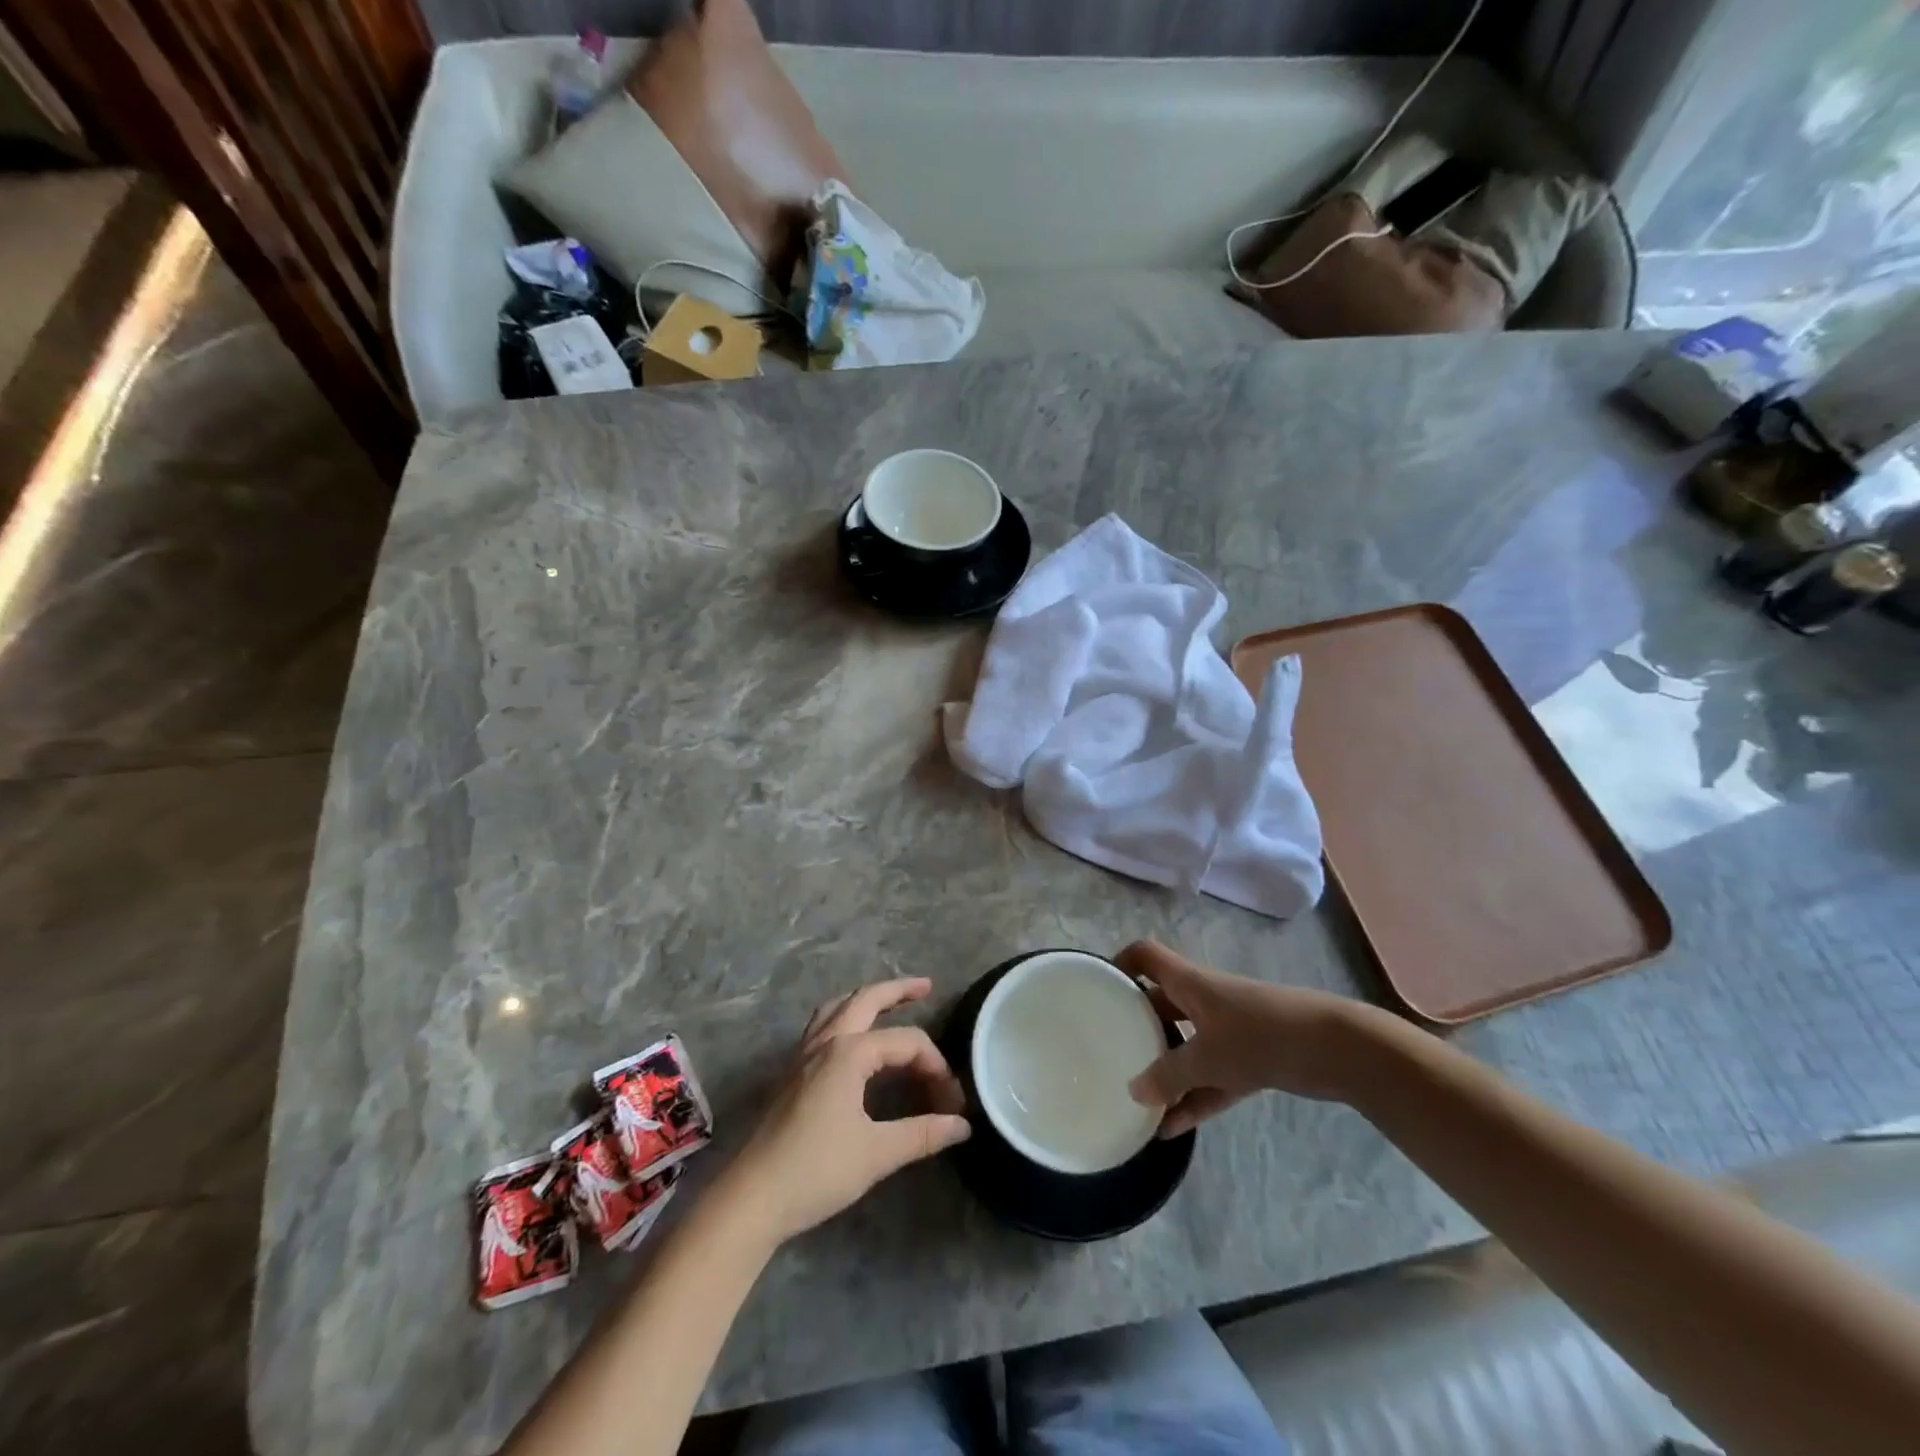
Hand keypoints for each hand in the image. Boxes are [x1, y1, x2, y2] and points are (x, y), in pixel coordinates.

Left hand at [720, 979, 970, 1246]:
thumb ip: (923, 1134)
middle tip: (926, 986)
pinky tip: (852, 1036)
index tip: (952, 1102)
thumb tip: (963, 1125)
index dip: (936, 1066)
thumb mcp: (877, 1153)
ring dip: (866, 999)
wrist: (753, 1198)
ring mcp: (804, 1054)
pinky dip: (844, 1016)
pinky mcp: (793, 1072)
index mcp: (849, 1052)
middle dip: (898, 990)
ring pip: (838, 1007)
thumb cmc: (817, 1170)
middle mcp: (826, 1041)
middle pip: (866, 1000)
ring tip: (889, 1001)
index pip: (907, 1042)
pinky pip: (822, 1025)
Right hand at [1120, 940, 1379, 1136]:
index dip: (1121, 964)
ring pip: (1186, 1046)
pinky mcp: (1250, 1059)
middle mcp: (1204, 1000)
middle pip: (1161, 1003)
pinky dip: (1194, 1098)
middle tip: (1110, 1050)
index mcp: (1189, 982)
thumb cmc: (1261, 1034)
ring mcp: (1228, 1030)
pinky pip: (1211, 1078)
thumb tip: (1134, 1092)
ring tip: (1137, 1099)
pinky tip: (1172, 1128)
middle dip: (1137, 1025)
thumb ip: (1169, 1075)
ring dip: (1166, 1071)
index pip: (1145, 956)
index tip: (1100, 989)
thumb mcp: (1208, 1057)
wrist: (1337, 1049)